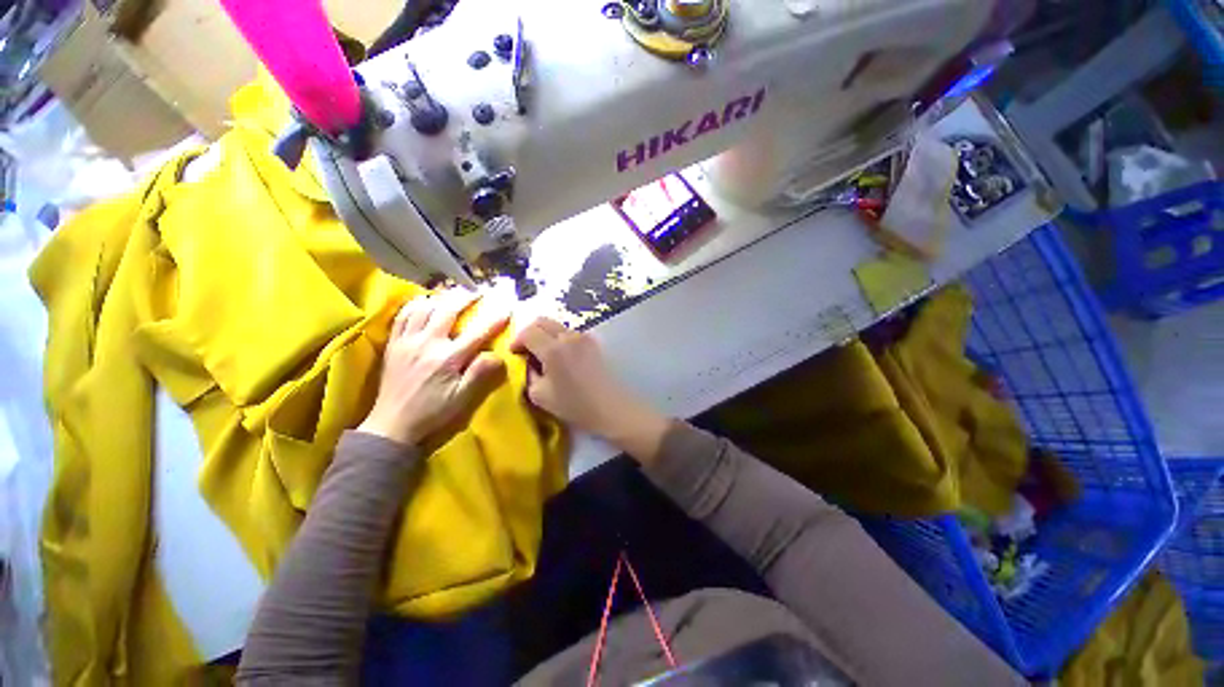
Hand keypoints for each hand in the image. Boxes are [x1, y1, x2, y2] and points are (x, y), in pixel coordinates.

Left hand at [358, 289, 508, 445]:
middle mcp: (427, 343)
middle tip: (477, 291)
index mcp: (448, 357)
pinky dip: (415, 305)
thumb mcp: (462, 398)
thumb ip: (480, 374)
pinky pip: (402, 316)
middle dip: (465, 297)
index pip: (477, 332)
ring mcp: (407, 341)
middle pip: (447, 310)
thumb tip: (497, 355)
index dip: (495, 319)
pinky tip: (423, 302)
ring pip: (424, 308)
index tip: (507, 308)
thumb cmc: (433, 412)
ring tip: (452, 293)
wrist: (392, 424)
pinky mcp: (393, 344)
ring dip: (440, 297)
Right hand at [511, 317, 669, 462]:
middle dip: (529, 333)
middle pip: (542, 321)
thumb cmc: (575, 405)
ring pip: (557, 326)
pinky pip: (570, 333)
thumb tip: (528, 363)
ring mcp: (584, 337)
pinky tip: (561, 357)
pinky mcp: (593, 342)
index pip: (528, 331)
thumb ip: (528, 374)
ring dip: (546, 335)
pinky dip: (559, 339)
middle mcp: (568, 336)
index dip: (516, 340)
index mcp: (553, 349)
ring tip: (544, 355)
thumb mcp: (540, 395)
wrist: (611, 407)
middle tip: (526, 350)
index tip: (514, 354)